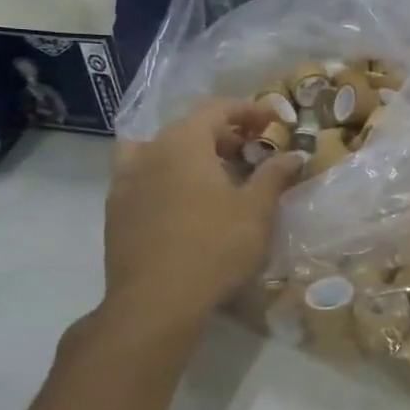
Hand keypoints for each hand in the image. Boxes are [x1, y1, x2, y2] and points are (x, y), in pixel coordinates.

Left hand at [101, 99, 302, 344]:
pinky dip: (166, 177)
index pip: (217, 108)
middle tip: (250, 150)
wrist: (156, 301)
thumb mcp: (257, 210)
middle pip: (187, 127)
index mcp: (184, 143)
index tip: (273, 121)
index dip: (248, 110)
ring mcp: (125, 181)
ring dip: (188, 153)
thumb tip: (294, 154)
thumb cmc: (215, 247)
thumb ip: (274, 175)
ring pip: (158, 150)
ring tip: (211, 173)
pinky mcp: (115, 211)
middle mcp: (149, 152)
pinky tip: (182, 202)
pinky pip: (142, 177)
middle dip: (222, 133)